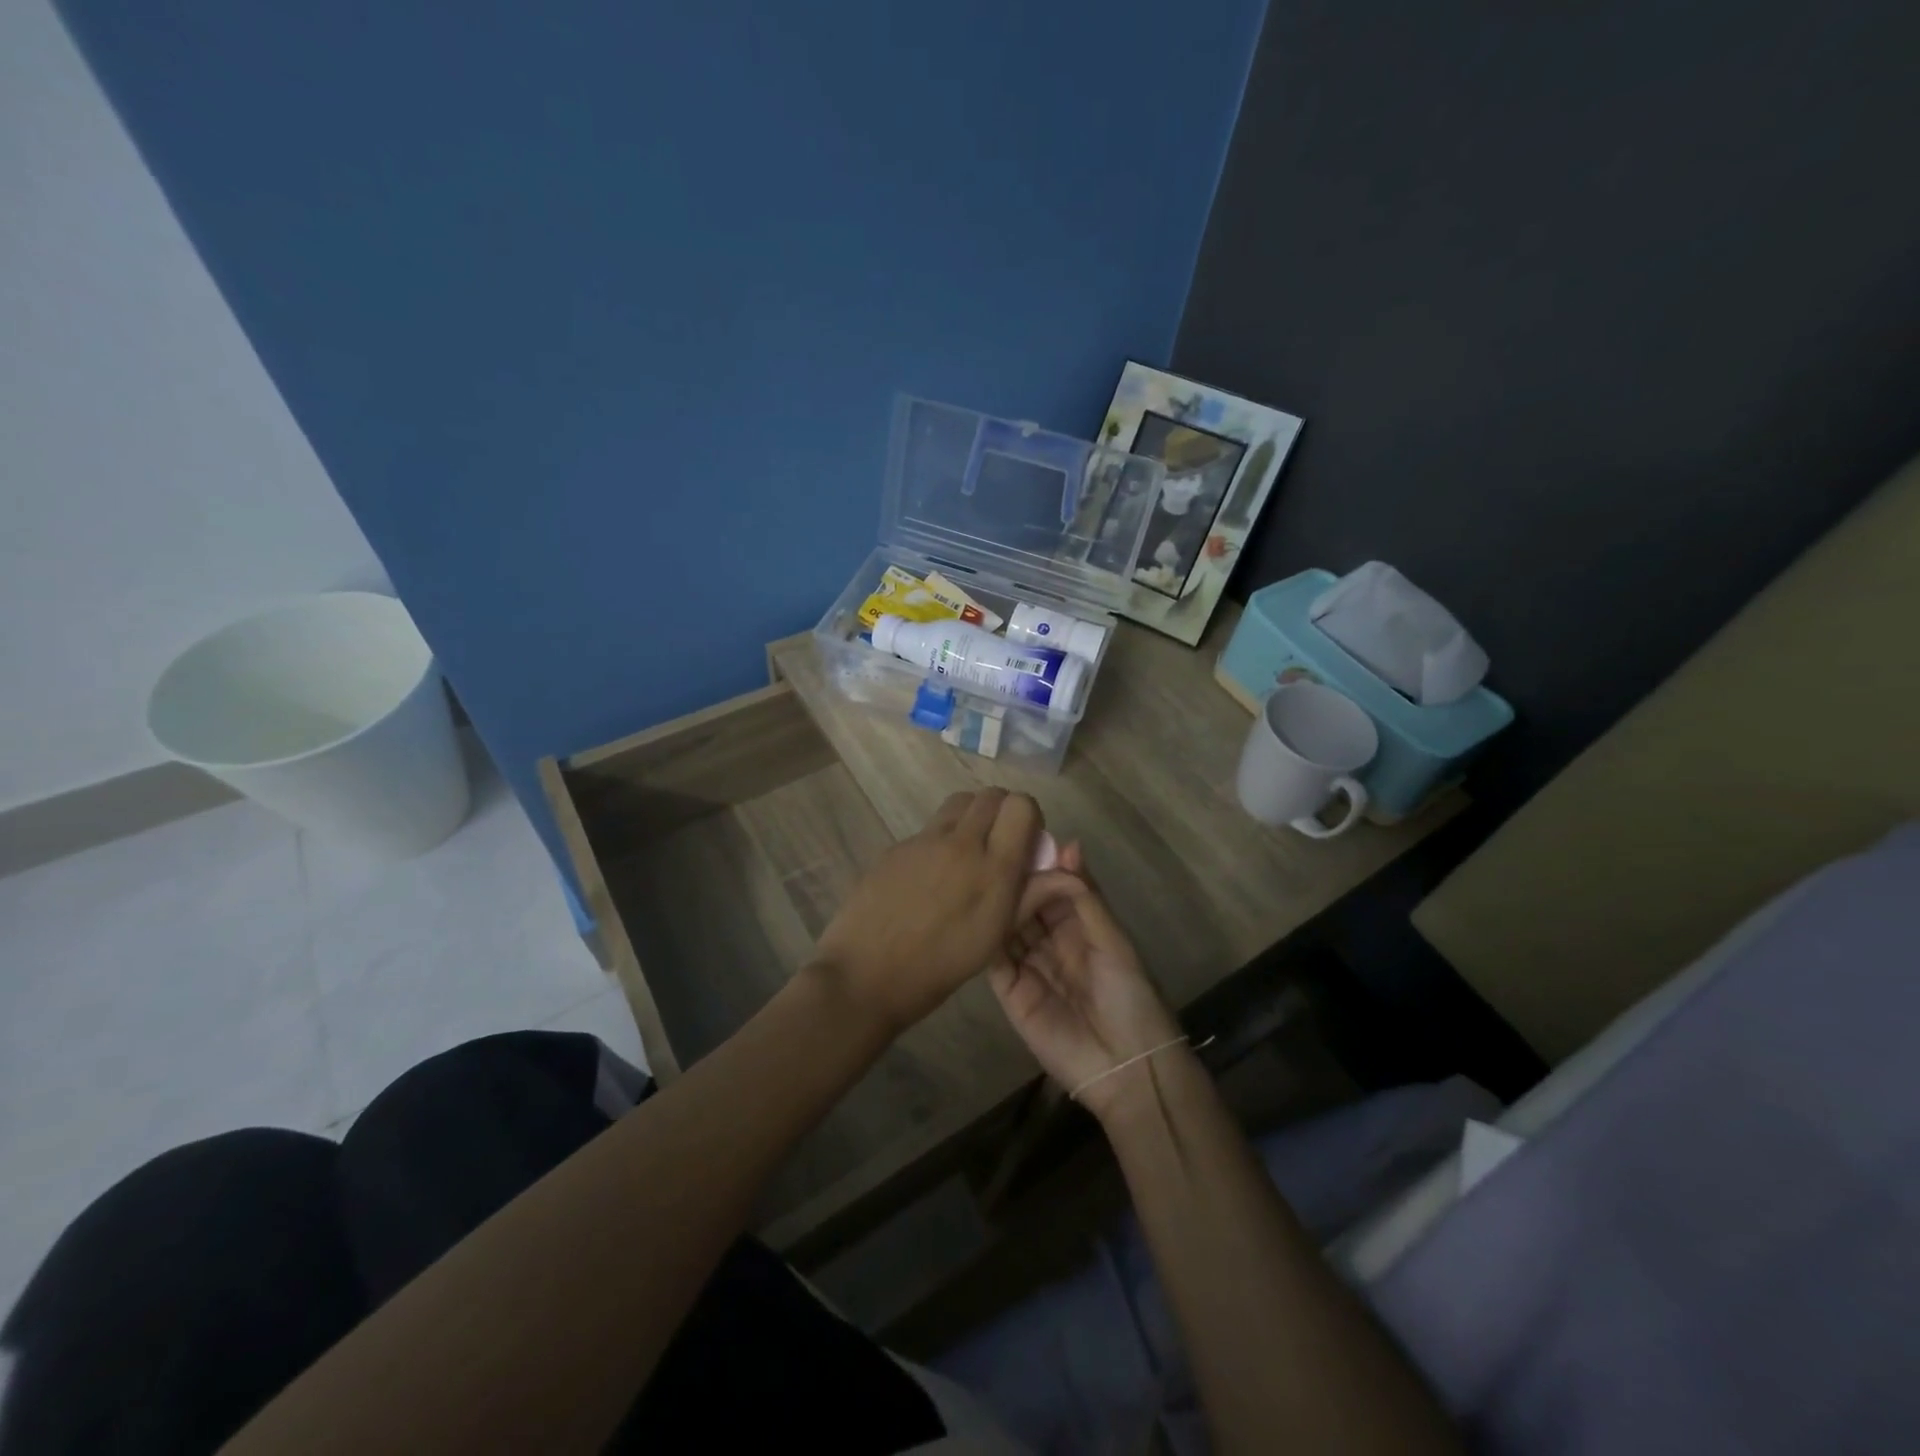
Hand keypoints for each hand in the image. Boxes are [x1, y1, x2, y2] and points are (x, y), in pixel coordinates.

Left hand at [813, 788, 1042, 1033]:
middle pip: (990, 795)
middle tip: (998, 844)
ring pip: (958, 803)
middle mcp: (961, 843)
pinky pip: (929, 828)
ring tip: (966, 855)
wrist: (865, 976)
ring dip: (971, 817)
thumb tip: (1067, 873)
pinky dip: (940, 839)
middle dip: (1002, 811)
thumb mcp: (994, 937)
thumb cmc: (938, 968)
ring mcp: (923, 841)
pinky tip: (929, 878)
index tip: (1025, 843)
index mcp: (993, 868)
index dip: (1029, 817)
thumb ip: (1030, 896)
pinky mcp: (896, 846)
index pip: (1021, 805)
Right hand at [988, 844, 1182, 1118]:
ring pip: (1008, 927)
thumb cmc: (1129, 995)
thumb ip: (1084, 896)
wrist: (1125, 1065)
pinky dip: (986, 938)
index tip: (1020, 839)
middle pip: (1027, 905)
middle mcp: (1051, 942)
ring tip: (984, 878)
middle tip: (996, 858)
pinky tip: (977, 914)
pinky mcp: (1010, 992)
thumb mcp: (1113, 939)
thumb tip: (1067, 843)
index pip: (1053, 888)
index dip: (1040, 866)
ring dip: (999, 906)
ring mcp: (1029, 966)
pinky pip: (994, 959)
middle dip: (1016, 883)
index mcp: (1080, 926)